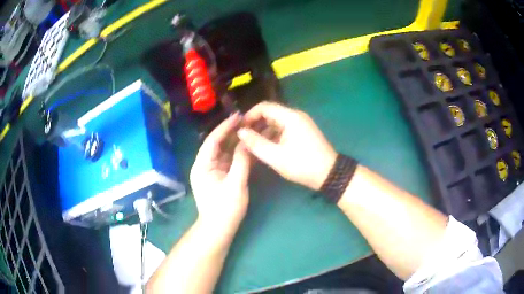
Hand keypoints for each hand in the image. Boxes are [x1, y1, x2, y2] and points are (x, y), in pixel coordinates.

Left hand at [190, 113, 250, 233]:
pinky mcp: (220, 177)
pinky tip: (249, 147)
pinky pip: (229, 161)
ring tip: (250, 131)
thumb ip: (241, 162)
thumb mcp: (235, 184)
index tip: (238, 116)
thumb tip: (246, 142)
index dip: (225, 127)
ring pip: (224, 152)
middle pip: (218, 144)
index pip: (213, 140)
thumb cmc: (225, 209)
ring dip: (236, 142)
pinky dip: (238, 154)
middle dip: (232, 133)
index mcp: (202, 165)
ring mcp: (212, 171)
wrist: (219, 229)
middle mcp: (205, 165)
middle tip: (247, 121)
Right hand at [237, 102, 336, 190]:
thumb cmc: (302, 165)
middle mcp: (296, 116)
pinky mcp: (303, 132)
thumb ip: (256, 143)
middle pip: (270, 113)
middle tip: (244, 137)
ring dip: (264, 130)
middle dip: (256, 123)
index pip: (264, 106)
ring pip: (276, 122)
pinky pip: (284, 129)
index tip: (240, 128)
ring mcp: (301, 123)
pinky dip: (273, 135)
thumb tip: (240, 132)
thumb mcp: (276, 156)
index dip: (249, 115)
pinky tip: (266, 147)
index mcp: (290, 117)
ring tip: (252, 144)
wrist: (329, 174)